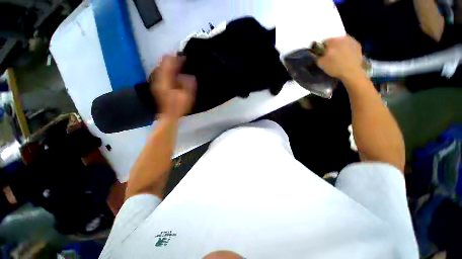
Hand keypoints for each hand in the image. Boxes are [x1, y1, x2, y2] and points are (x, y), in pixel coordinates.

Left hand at [149, 55, 196, 119]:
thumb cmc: (178, 107)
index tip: (184, 56)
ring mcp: (157, 82)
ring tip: (178, 63)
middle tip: (181, 58)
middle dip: (172, 60)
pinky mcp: (158, 86)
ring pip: (161, 68)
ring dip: (169, 64)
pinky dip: (167, 70)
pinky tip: (173, 72)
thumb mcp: (186, 97)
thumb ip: (188, 85)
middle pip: (163, 64)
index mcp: (165, 81)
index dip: (176, 59)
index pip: (168, 64)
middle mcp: (159, 79)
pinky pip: (161, 73)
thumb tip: (190, 75)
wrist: (169, 116)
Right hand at [316, 36, 363, 81]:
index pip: (324, 41)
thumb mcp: (321, 64)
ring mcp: (351, 40)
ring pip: (342, 42)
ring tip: (339, 56)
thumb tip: (317, 54)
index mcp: (332, 41)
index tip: (322, 54)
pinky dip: (347, 49)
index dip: (322, 48)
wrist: (351, 72)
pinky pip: (349, 45)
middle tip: (330, 55)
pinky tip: (346, 56)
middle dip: (331, 47)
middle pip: (334, 40)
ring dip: (339, 47)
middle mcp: (342, 38)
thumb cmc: (335, 67)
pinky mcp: (358, 45)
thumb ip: (317, 56)